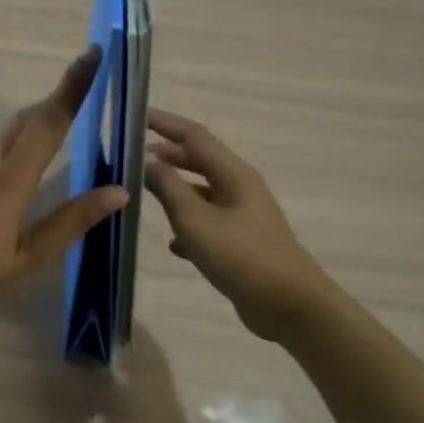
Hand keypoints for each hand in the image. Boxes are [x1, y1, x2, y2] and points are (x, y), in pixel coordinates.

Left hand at [0, 47, 127, 340]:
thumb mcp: (26, 260)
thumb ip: (71, 221)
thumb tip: (117, 191)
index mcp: (6, 181)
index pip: (47, 122)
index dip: (72, 86)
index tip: (91, 53)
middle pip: (22, 121)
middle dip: (53, 105)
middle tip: (82, 101)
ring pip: (0, 139)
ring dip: (28, 133)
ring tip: (53, 147)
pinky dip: (5, 155)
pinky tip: (9, 184)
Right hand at [144, 109, 330, 342]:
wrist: (288, 305)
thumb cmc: (240, 256)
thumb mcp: (195, 220)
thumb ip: (168, 188)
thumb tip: (147, 162)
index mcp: (233, 174)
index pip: (194, 136)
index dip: (165, 124)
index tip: (137, 117)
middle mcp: (240, 188)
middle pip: (200, 161)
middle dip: (168, 154)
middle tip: (135, 154)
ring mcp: (243, 216)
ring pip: (203, 193)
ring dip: (176, 188)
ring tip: (145, 191)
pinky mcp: (242, 244)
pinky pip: (209, 223)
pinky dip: (188, 224)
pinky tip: (173, 243)